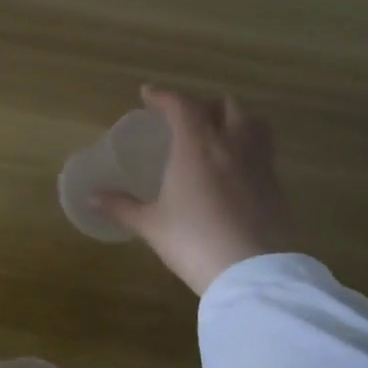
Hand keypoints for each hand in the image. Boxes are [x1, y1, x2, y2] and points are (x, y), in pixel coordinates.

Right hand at [94, 85, 295, 296]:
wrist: (252, 272)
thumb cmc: (193, 241)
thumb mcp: (151, 225)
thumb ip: (121, 206)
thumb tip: (91, 197)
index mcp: (197, 147)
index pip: (182, 106)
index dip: (163, 96)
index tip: (147, 94)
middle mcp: (231, 146)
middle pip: (225, 106)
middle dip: (203, 105)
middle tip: (184, 118)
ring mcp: (259, 164)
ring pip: (253, 123)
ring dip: (233, 119)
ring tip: (216, 133)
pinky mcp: (276, 185)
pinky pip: (263, 150)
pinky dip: (247, 146)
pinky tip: (234, 167)